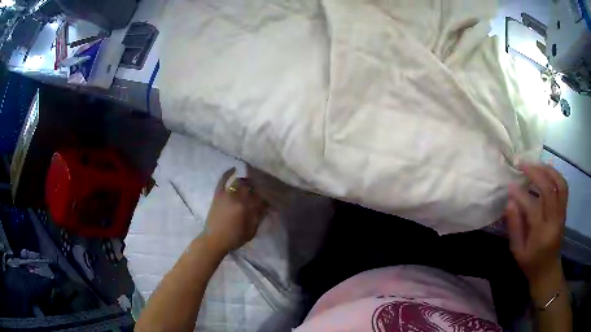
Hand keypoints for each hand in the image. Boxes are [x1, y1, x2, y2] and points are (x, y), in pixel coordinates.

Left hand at [204, 168, 267, 253]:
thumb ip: (259, 217)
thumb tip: (267, 205)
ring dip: (247, 181)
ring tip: (251, 183)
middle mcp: (237, 198)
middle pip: (251, 187)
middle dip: (258, 187)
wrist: (214, 240)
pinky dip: (228, 173)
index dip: (267, 197)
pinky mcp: (218, 194)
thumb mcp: (251, 231)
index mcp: (247, 208)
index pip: (261, 197)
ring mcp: (226, 195)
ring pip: (239, 182)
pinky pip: (222, 181)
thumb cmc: (235, 238)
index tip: (270, 199)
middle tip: (262, 190)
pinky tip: (234, 169)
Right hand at [505, 163, 567, 302]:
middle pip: (549, 190)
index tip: (510, 185)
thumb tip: (509, 201)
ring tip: (535, 163)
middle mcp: (554, 221)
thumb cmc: (531, 264)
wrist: (548, 271)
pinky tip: (546, 172)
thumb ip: (514, 226)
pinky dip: (555, 175)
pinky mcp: (564, 210)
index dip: (521, 194)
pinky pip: (563, 187)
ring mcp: (561, 214)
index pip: (533, 207)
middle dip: (535, 173)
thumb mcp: (518, 251)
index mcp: (541, 235)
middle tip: (522, 164)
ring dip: (548, 170)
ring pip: (560, 184)